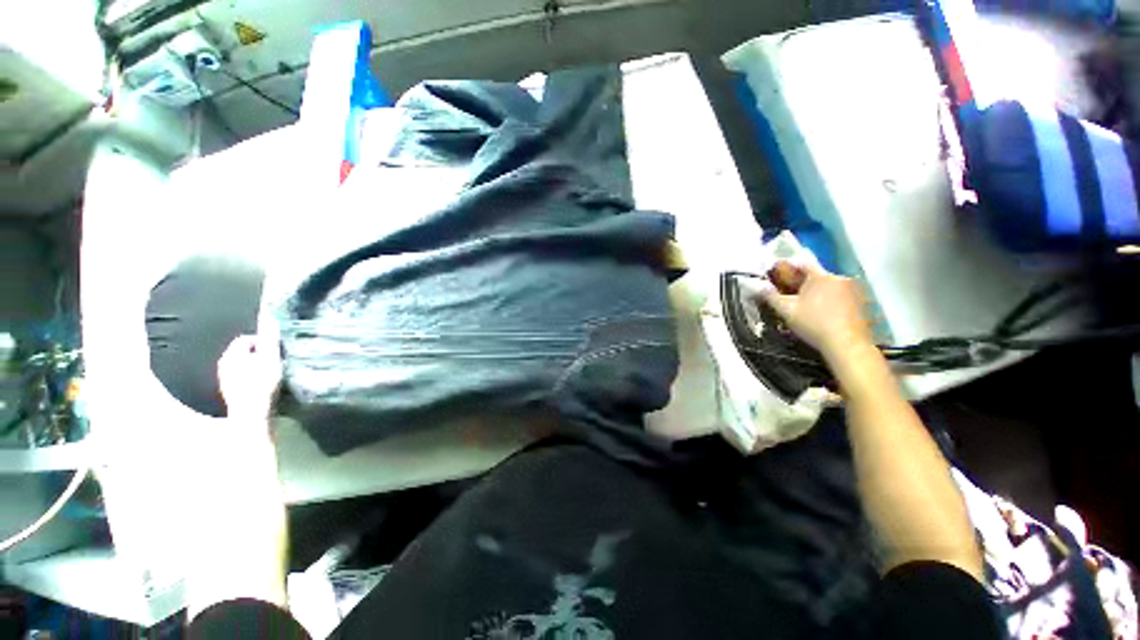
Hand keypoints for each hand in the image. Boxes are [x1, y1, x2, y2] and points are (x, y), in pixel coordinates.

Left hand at [218, 333, 282, 418]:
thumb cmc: (262, 384)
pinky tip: (261, 385)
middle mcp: (224, 364)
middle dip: (258, 354)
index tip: (276, 351)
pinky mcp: (228, 390)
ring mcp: (224, 378)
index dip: (262, 342)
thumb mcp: (270, 359)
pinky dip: (250, 377)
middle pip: (243, 352)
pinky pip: (240, 376)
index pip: (246, 339)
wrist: (250, 414)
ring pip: (241, 365)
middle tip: (274, 362)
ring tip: (269, 374)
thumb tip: (271, 319)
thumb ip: (270, 339)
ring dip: (255, 366)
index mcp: (232, 354)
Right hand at [750, 261, 875, 364]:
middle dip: (804, 283)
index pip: (803, 264)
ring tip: (809, 306)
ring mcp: (854, 290)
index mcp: (820, 277)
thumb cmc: (813, 324)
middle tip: (792, 295)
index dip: (789, 268)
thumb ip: (771, 296)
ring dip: (819, 292)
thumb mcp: (786, 311)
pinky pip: (842, 296)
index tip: (779, 276)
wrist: (847, 344)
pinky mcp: (862, 303)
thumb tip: (759, 286)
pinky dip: (832, 301)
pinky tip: (825, 314)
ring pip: (830, 286)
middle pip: (817, 276)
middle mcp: (839, 278)